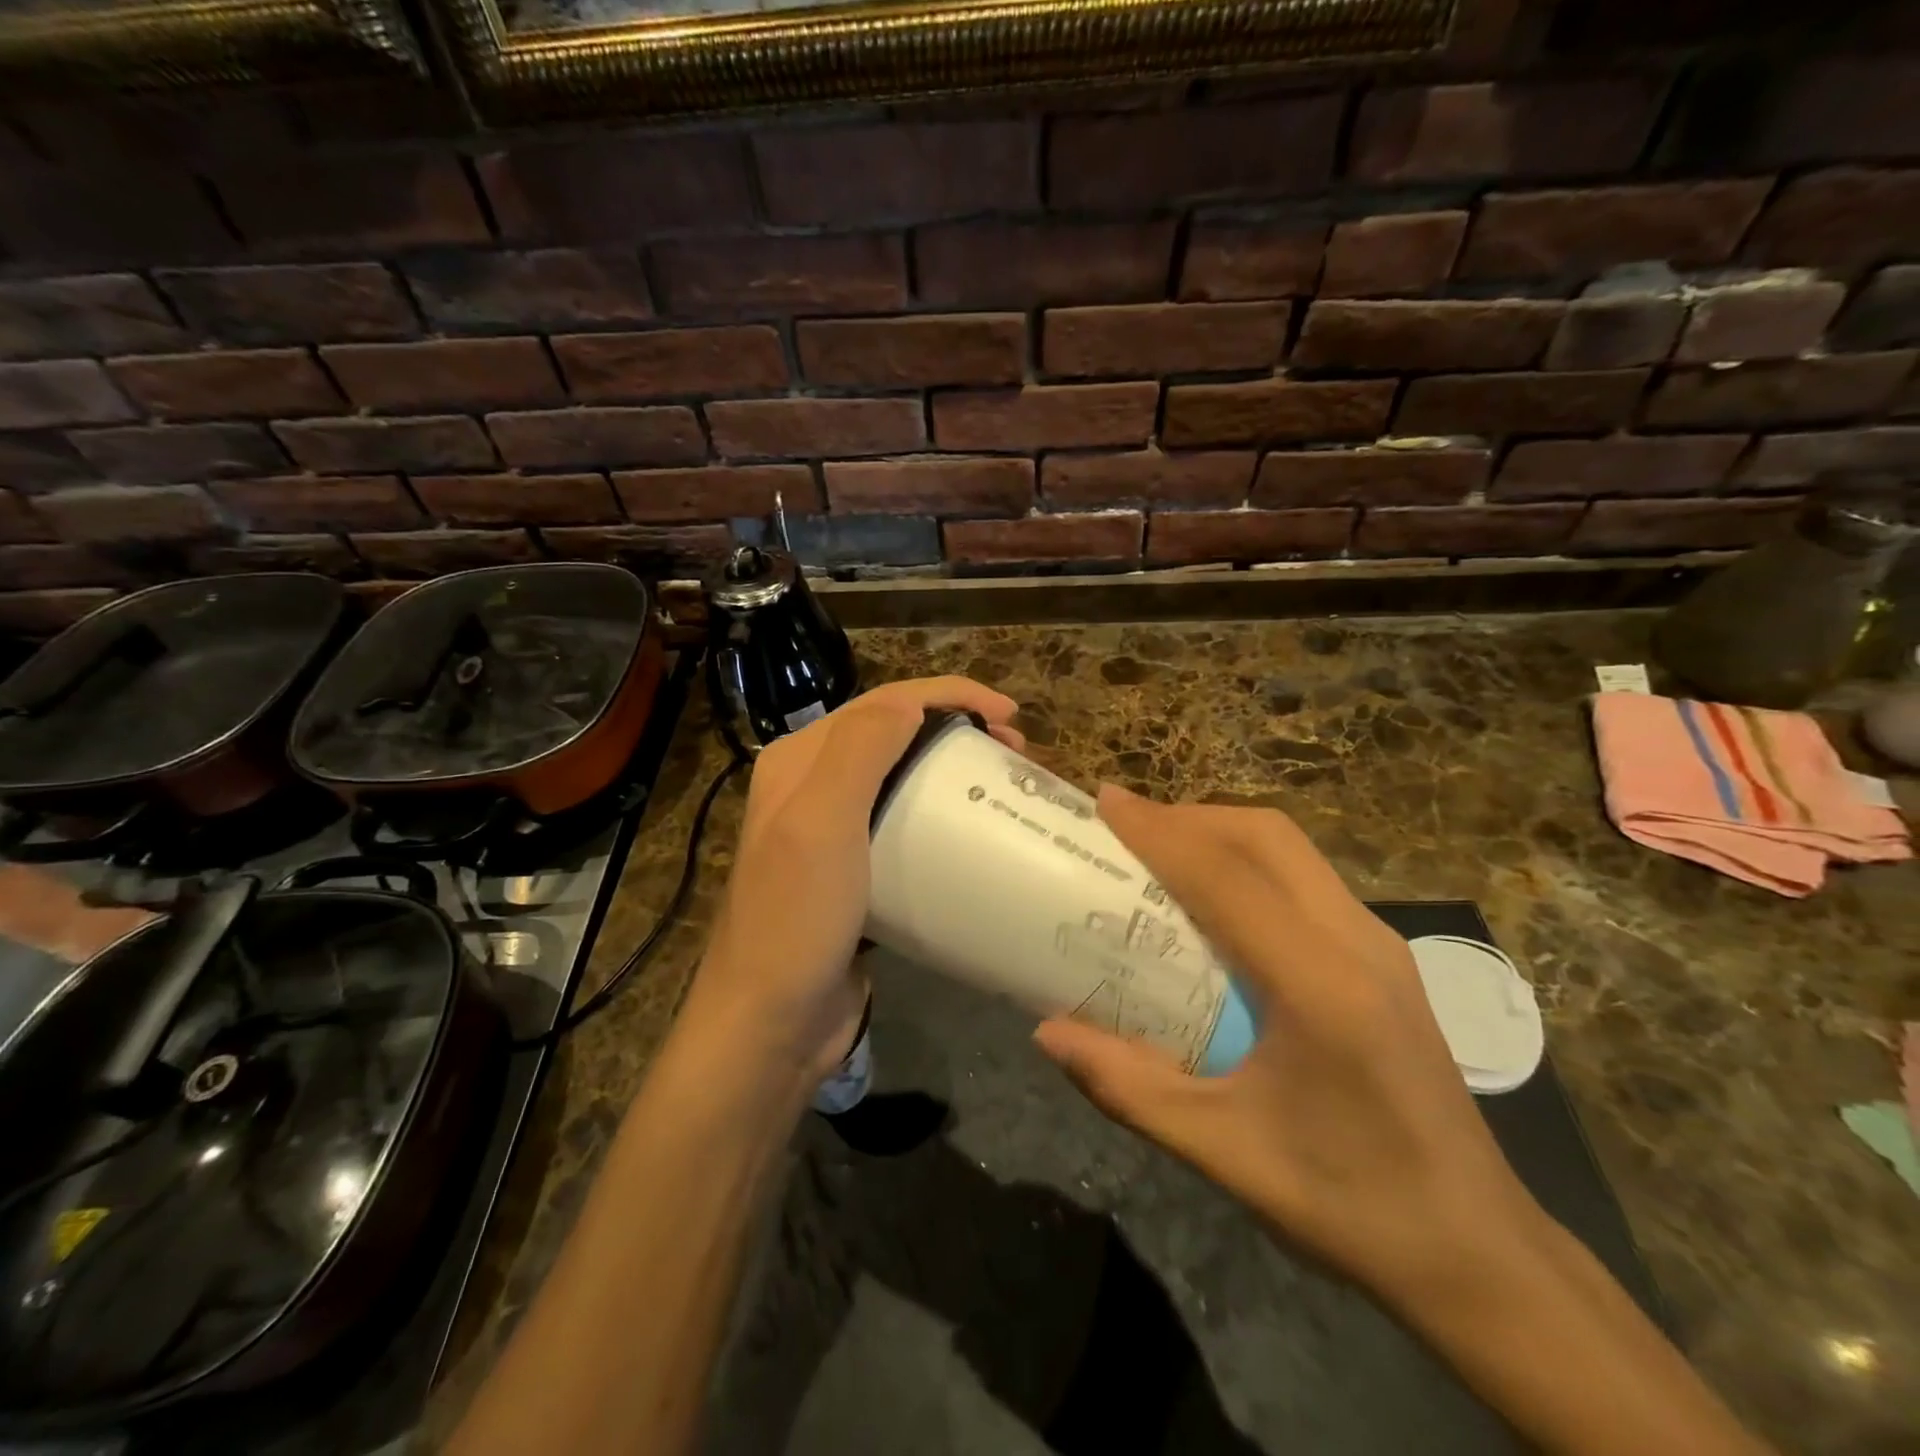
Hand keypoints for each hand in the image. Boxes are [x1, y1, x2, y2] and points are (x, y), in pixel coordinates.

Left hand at [694, 676, 1022, 1084]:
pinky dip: (941, 817)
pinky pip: (904, 826)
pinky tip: (971, 834)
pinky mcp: (854, 874)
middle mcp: (812, 786)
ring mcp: (832, 832)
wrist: (770, 1023)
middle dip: (957, 728)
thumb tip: (912, 703)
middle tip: (1015, 753)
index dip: (949, 695)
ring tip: (1002, 784)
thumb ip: (860, 749)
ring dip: (952, 770)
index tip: (1010, 716)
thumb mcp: (822, 822)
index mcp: (799, 761)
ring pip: (902, 779)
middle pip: (895, 735)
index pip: (882, 703)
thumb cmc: (797, 917)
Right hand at [1033, 786, 1541, 1308]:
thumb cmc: (1349, 1204)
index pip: (1228, 877)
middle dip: (1190, 817)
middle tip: (1126, 826)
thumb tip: (1046, 1033)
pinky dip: (1250, 862)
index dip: (1160, 831)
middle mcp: (1357, 943)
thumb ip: (1128, 1087)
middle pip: (1267, 838)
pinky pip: (1306, 879)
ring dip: (1221, 833)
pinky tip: (1214, 900)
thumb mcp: (1223, 1152)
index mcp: (1321, 985)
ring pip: (1292, 851)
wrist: (1478, 1252)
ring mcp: (1379, 945)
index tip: (1105, 802)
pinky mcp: (1383, 959)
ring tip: (1160, 850)